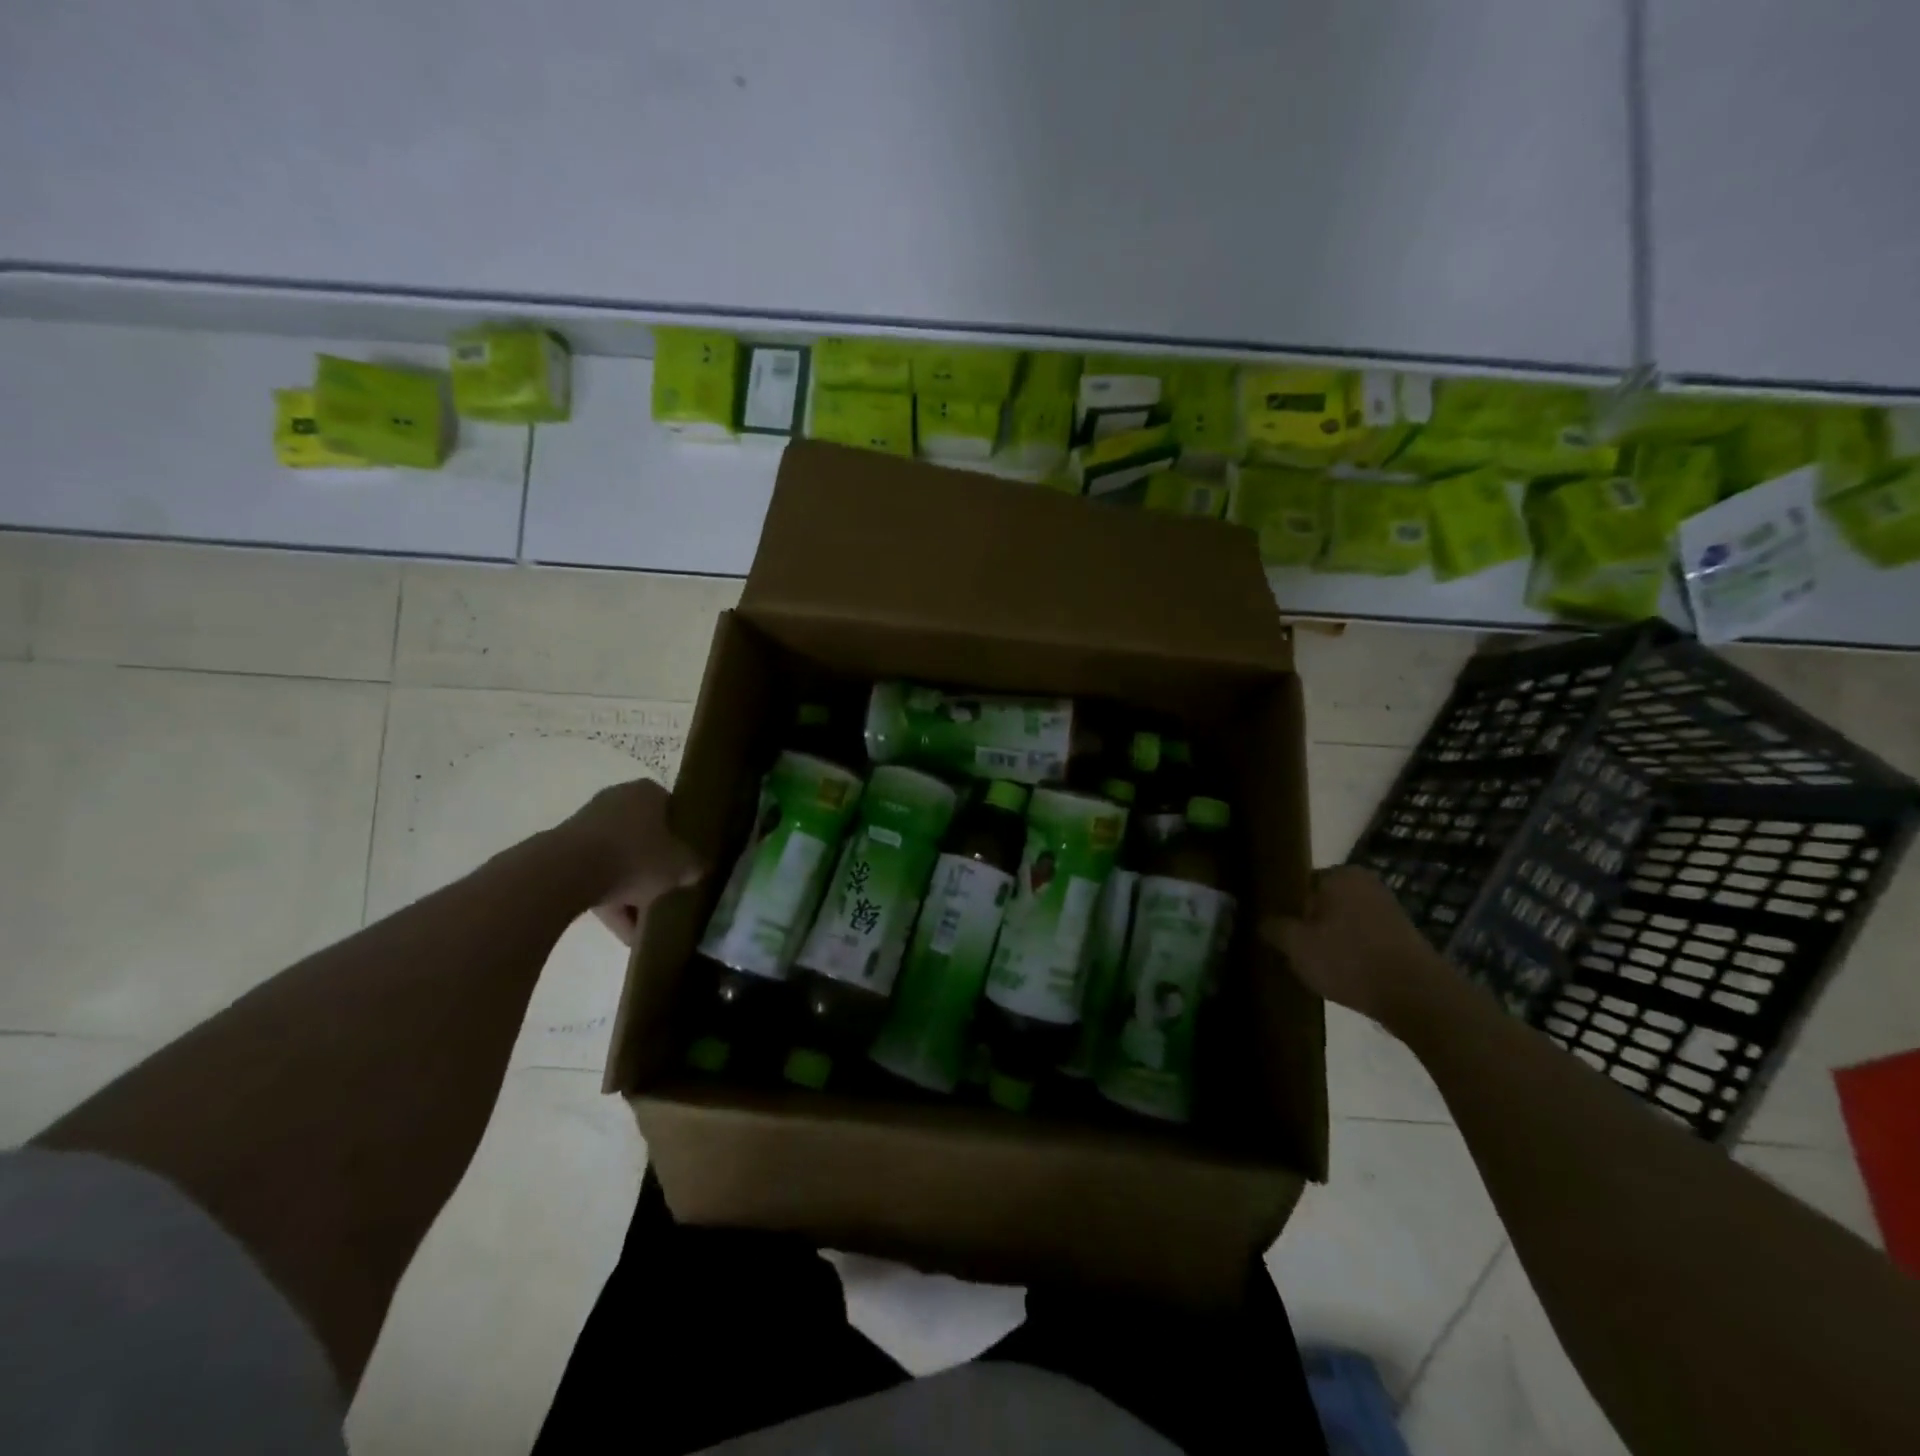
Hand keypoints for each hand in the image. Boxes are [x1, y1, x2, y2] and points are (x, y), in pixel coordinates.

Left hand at [558, 779, 704, 945]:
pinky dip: (611, 901)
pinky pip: (596, 876)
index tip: (687, 858)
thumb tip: (697, 869)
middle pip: (644, 836)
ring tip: (645, 926)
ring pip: (619, 860)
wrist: (566, 873)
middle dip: (655, 867)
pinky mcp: (564, 853)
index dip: (681, 835)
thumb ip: (694, 866)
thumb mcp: (680, 866)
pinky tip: (624, 933)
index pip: (671, 809)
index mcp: (647, 793)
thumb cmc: (635, 857)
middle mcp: (616, 801)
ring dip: (632, 891)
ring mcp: (586, 826)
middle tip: (668, 891)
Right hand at [1260, 866, 1446, 1024]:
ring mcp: (1389, 909)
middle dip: (1309, 924)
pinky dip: (1352, 952)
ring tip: (1318, 967)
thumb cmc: (1349, 960)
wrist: (1418, 998)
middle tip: (1294, 951)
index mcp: (1340, 874)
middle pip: (1322, 903)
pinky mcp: (1404, 936)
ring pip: (1344, 922)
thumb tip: (1264, 922)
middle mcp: (1366, 883)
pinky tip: (1344, 975)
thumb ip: (1275, 928)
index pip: (1299, 884)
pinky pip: (1364, 939)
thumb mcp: (1297, 946)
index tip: (1278, 932)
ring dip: (1331, 940)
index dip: (1285, 909)